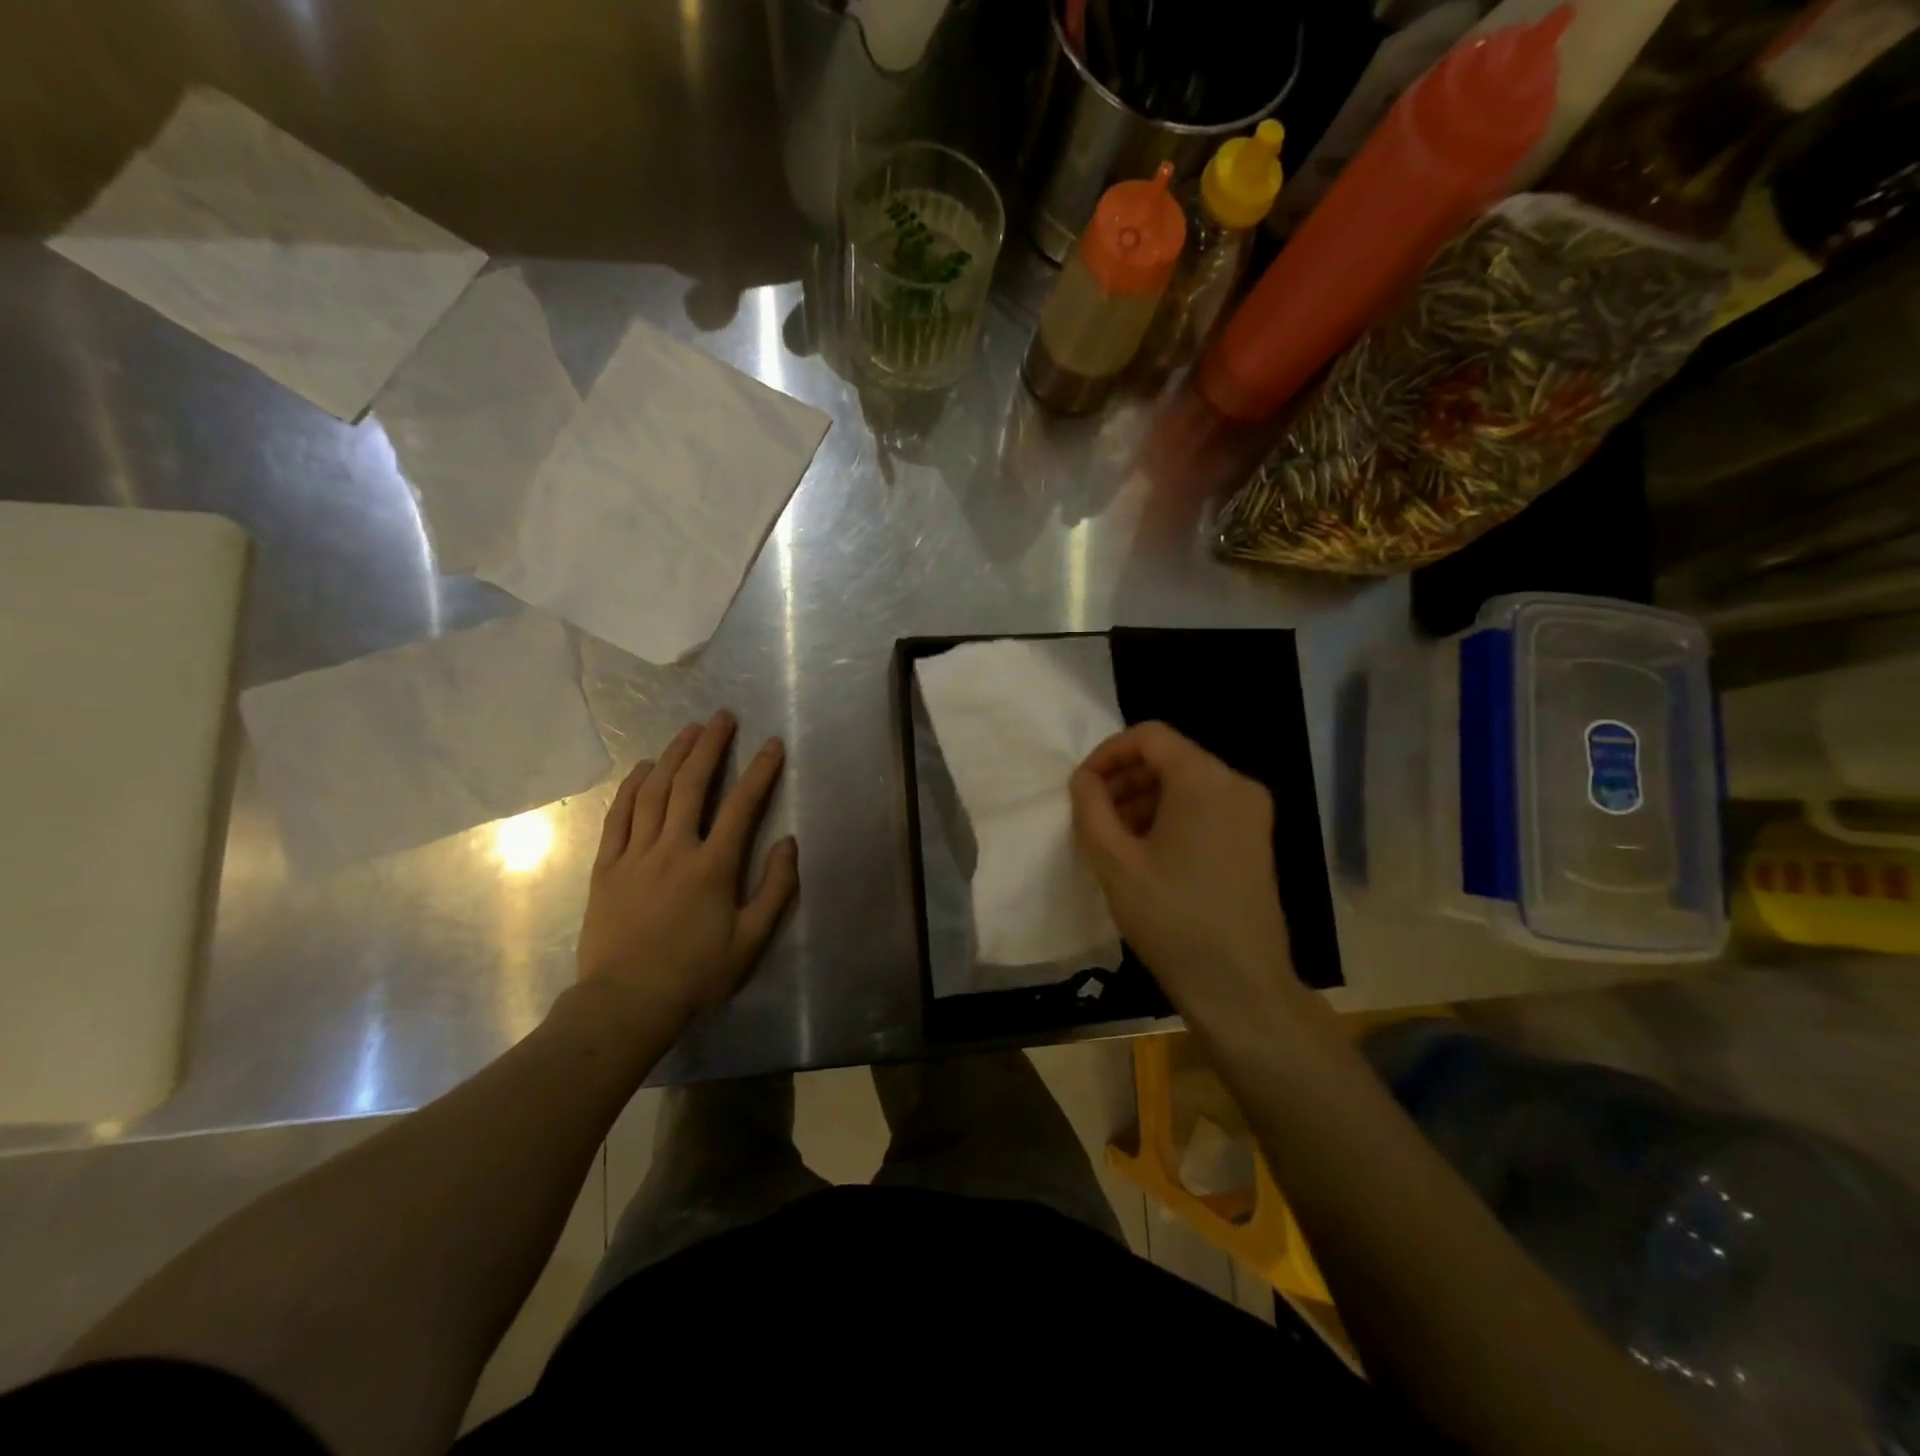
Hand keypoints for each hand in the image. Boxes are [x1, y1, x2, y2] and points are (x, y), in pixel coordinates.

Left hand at [575, 711, 798, 1032]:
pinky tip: (641, 768)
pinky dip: (630, 787)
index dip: (759, 771)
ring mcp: (635, 855)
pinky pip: (617, 816)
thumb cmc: (695, 975)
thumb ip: (775, 890)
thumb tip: (788, 843)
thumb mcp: (750, 941)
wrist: (626, 1003)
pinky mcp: (607, 867)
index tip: (772, 744)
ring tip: (688, 730)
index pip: (741, 806)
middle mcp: (673, 849)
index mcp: (712, 867)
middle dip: (710, 746)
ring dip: (672, 756)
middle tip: (722, 718)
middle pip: (691, 785)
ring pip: (653, 793)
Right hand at [1069, 722, 1300, 1028]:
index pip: (1149, 736)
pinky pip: (1204, 808)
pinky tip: (1144, 854)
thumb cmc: (1173, 919)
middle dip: (1124, 779)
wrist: (1240, 987)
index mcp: (1206, 780)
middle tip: (1091, 816)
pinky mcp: (1254, 841)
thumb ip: (1091, 809)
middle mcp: (1236, 785)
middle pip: (1170, 758)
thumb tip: (1084, 780)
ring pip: (1186, 784)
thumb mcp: (1115, 862)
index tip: (1081, 788)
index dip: (1107, 754)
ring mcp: (1252, 814)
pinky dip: (1169, 817)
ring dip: (1143, 800)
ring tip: (1112, 839)